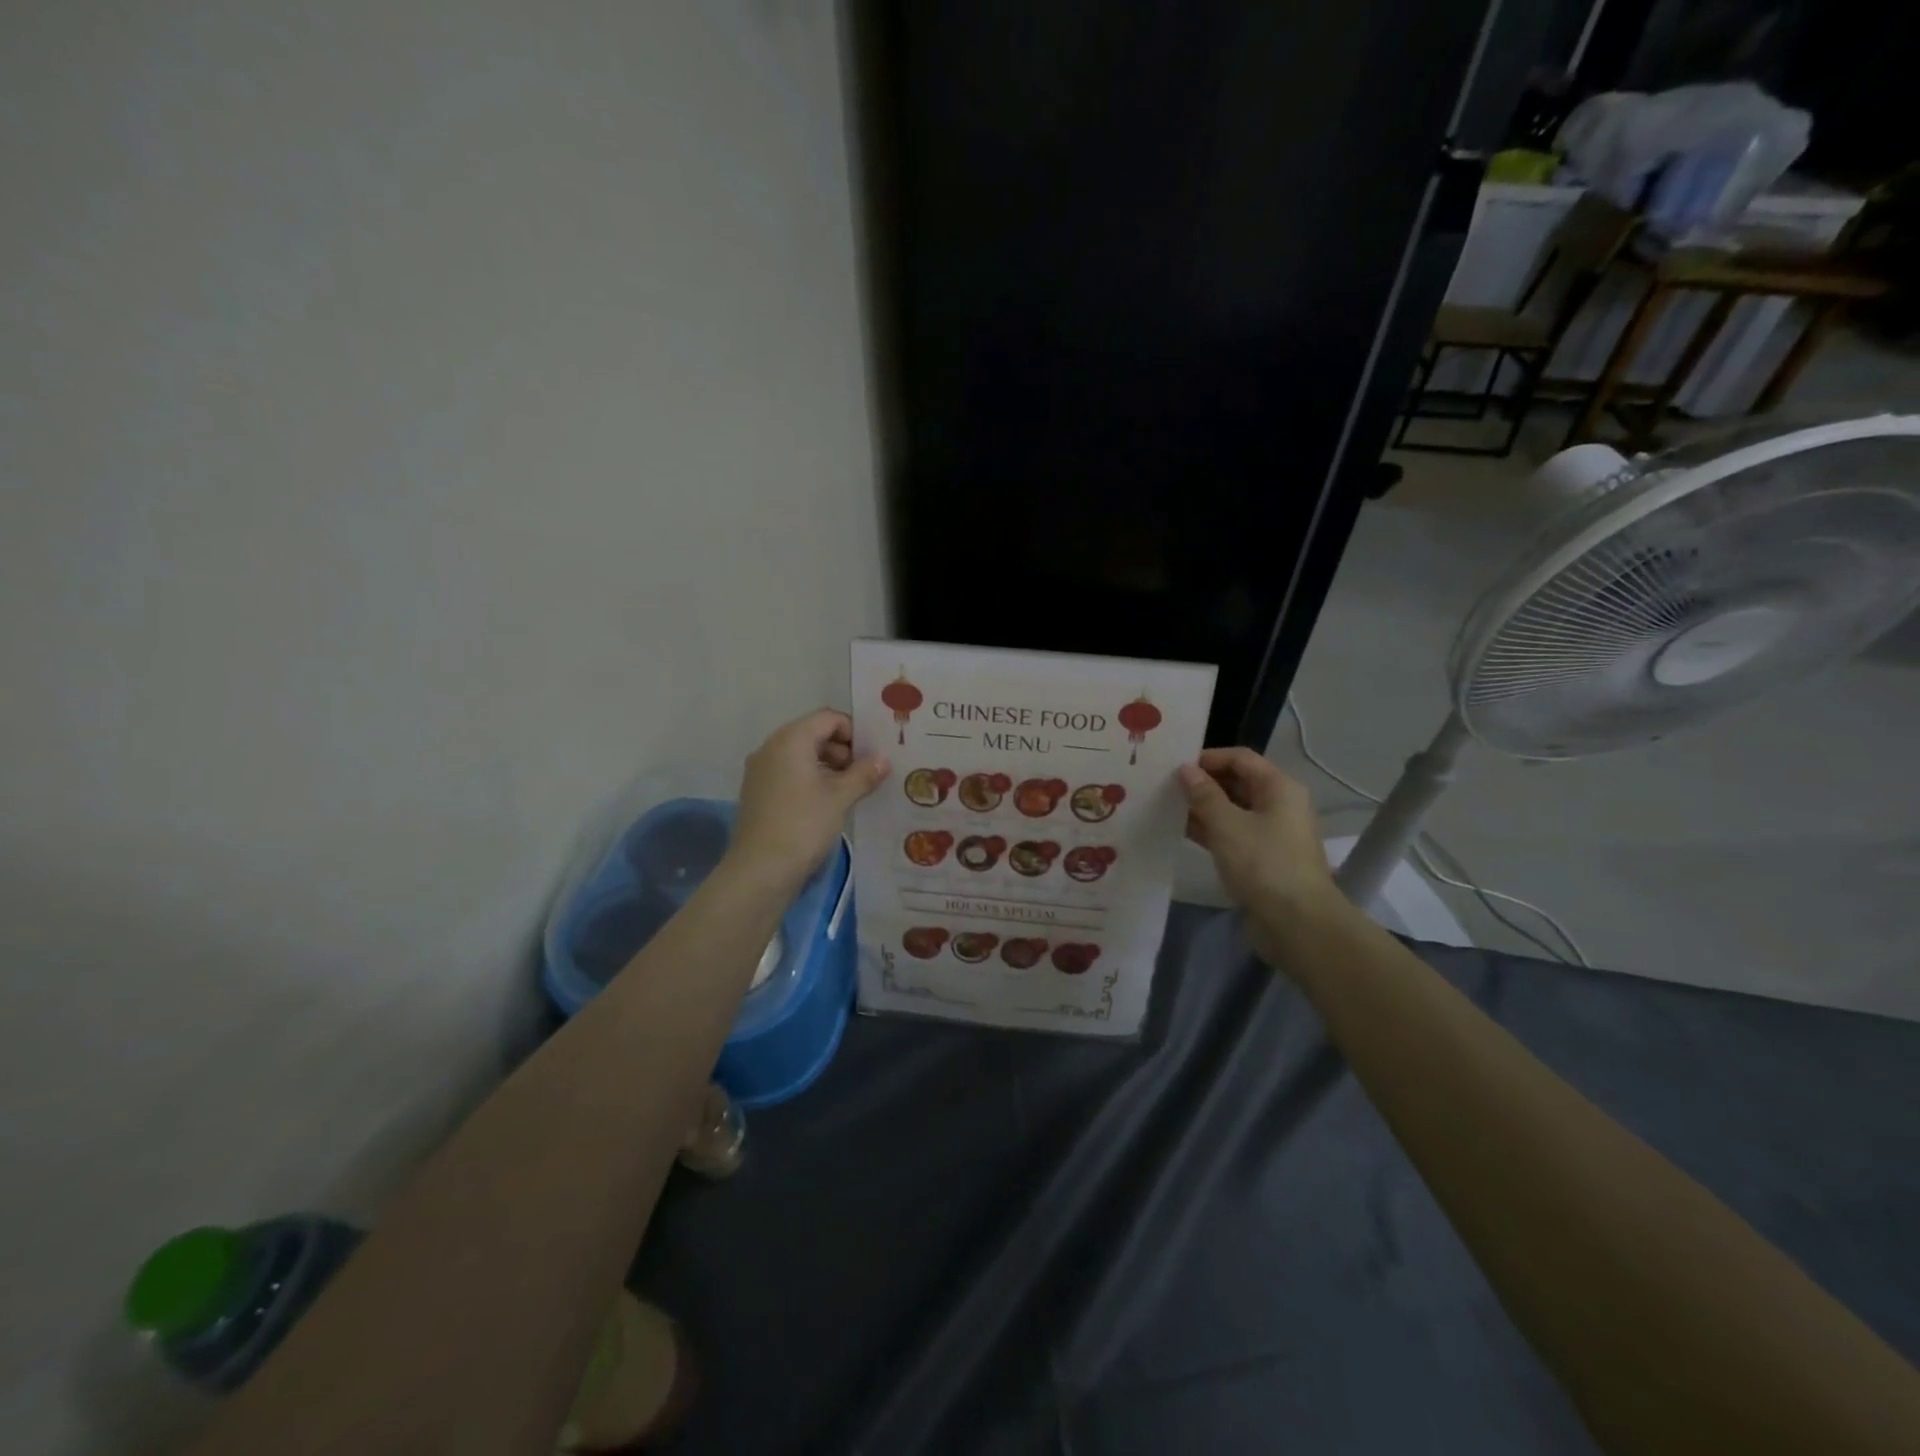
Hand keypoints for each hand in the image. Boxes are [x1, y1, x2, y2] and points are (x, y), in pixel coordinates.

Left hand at [729, 709, 888, 888]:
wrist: (761, 870)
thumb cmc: (804, 825)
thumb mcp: (840, 797)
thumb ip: (864, 774)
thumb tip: (883, 759)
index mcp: (790, 740)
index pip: (827, 718)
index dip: (854, 732)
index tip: (872, 756)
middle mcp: (771, 748)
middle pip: (813, 734)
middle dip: (843, 750)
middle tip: (865, 775)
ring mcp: (761, 771)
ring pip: (801, 755)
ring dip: (829, 766)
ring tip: (851, 791)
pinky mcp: (758, 792)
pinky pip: (790, 773)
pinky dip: (811, 780)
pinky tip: (828, 803)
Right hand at [1179, 748, 1342, 960]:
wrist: (1297, 923)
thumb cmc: (1263, 864)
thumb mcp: (1227, 825)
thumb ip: (1204, 795)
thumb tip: (1186, 770)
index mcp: (1279, 788)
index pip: (1240, 758)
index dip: (1208, 758)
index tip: (1174, 767)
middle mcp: (1278, 804)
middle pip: (1237, 782)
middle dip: (1202, 783)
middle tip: (1165, 787)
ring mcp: (1271, 833)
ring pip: (1232, 809)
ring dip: (1203, 808)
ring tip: (1167, 807)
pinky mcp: (1262, 858)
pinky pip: (1232, 834)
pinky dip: (1210, 830)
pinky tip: (1181, 832)